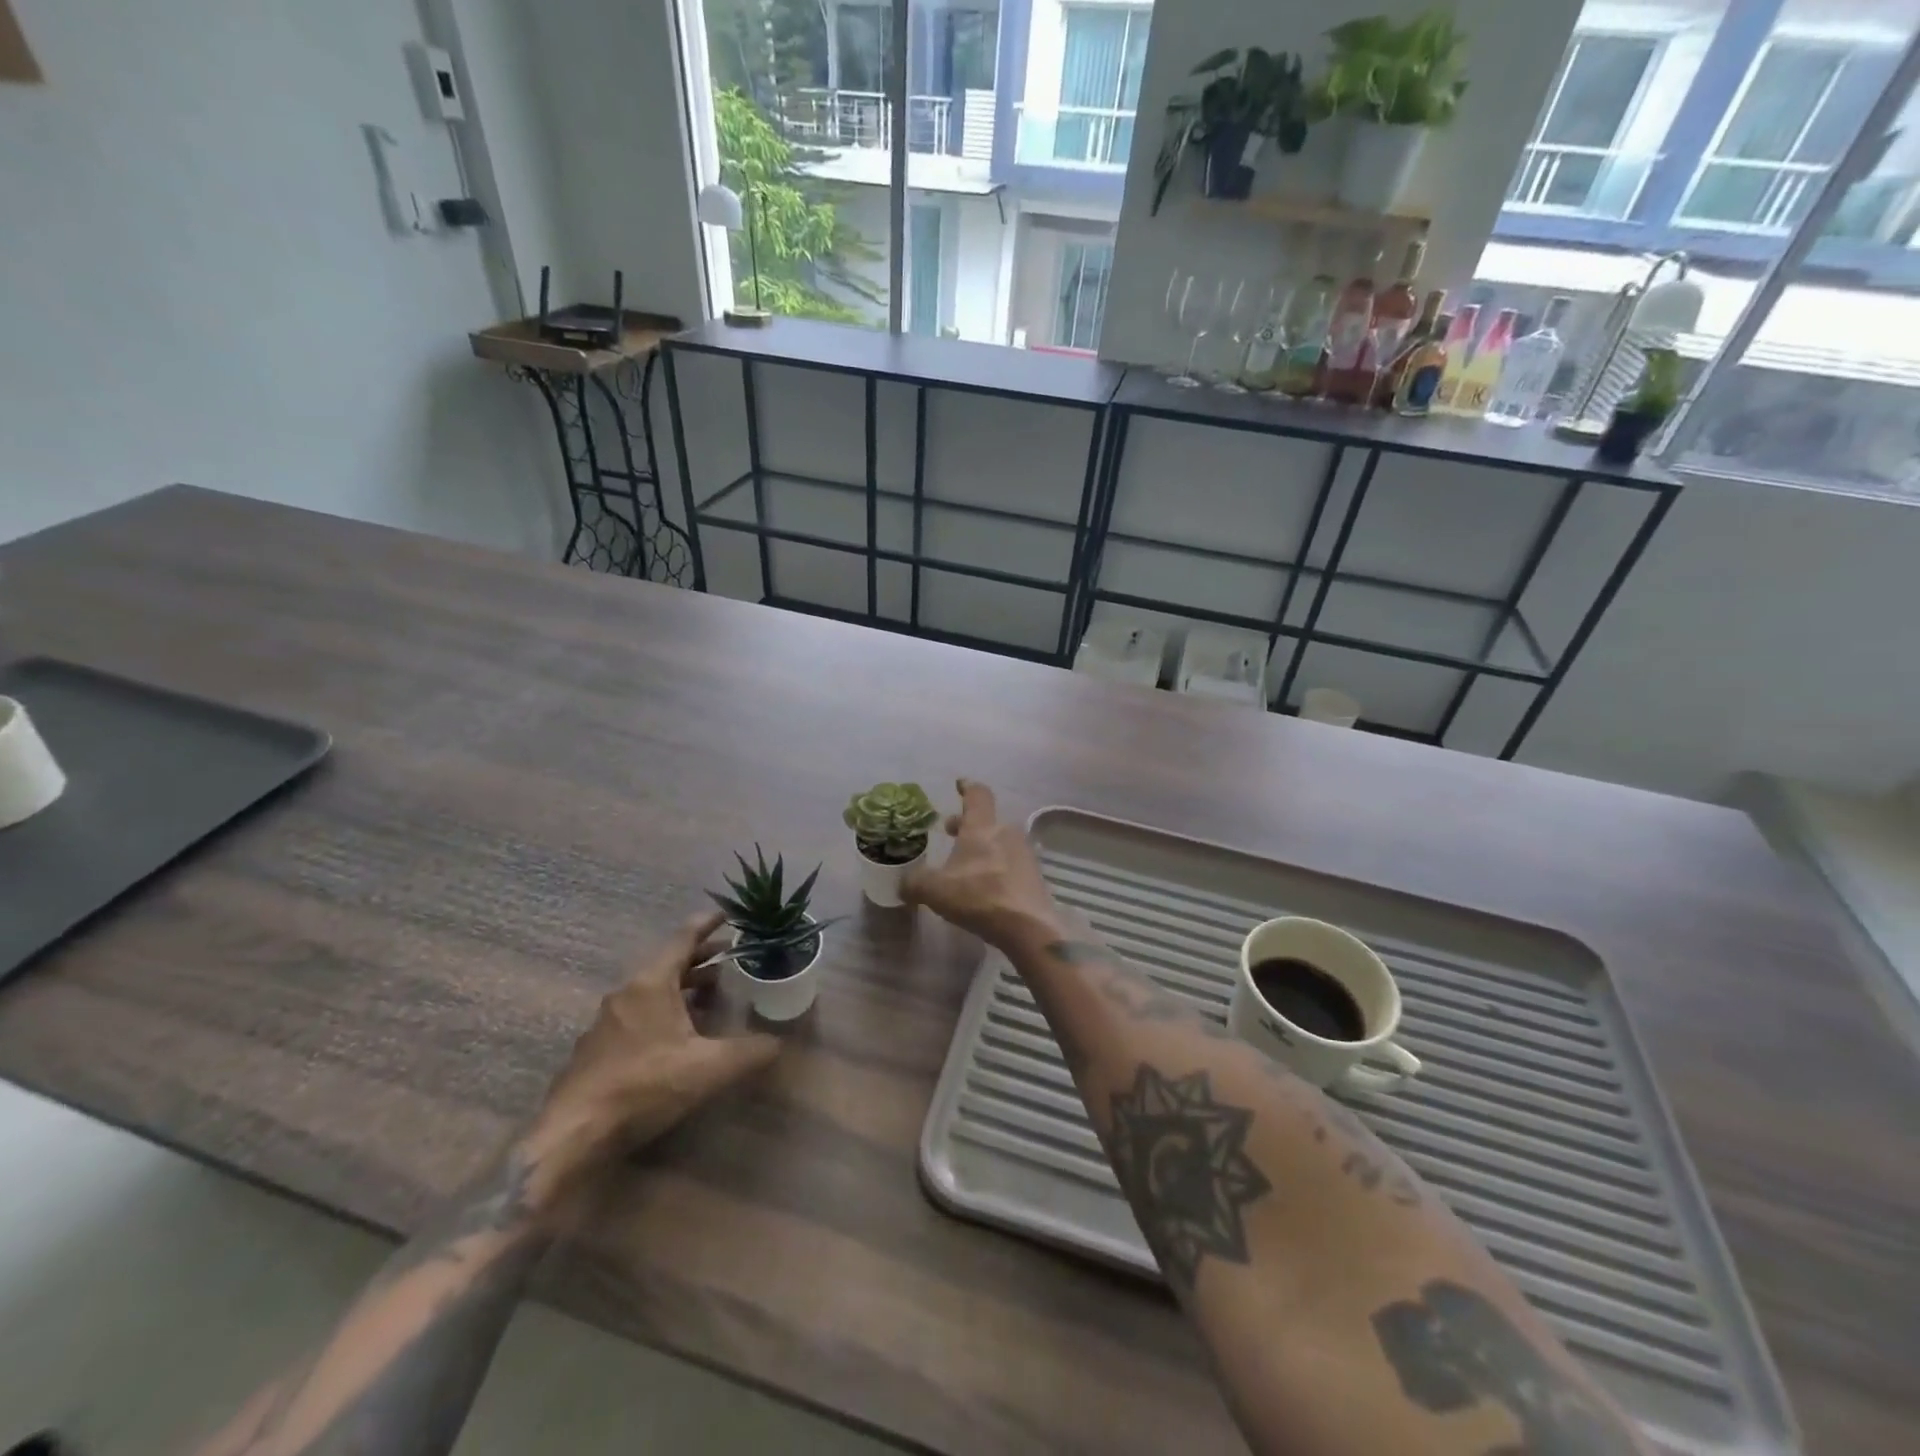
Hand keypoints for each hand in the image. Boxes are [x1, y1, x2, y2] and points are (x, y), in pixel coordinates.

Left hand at [530, 912, 779, 1183]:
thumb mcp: (708, 1068)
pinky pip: (637, 1014)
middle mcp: (626, 993)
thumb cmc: (644, 1086)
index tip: (727, 912)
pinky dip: (663, 1011)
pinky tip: (677, 1036)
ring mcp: (607, 1021)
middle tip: (730, 957)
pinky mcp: (596, 1048)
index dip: (706, 923)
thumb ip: (748, 1052)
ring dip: (682, 986)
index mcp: (651, 984)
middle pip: (668, 963)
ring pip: (652, 990)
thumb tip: (779, 1044)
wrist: (573, 1134)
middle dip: (701, 958)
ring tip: (710, 995)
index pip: (683, 939)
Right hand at [902, 780, 1061, 949]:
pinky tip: (984, 885)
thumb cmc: (979, 896)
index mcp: (982, 827)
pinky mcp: (1034, 876)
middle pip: (986, 820)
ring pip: (999, 841)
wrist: (1028, 927)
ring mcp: (1024, 854)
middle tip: (949, 831)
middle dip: (966, 824)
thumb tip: (902, 884)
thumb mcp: (935, 890)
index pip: (977, 795)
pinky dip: (995, 866)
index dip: (967, 787)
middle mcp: (1006, 833)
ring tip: (964, 863)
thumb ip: (915, 883)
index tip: (960, 784)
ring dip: (981, 846)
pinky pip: (1010, 862)